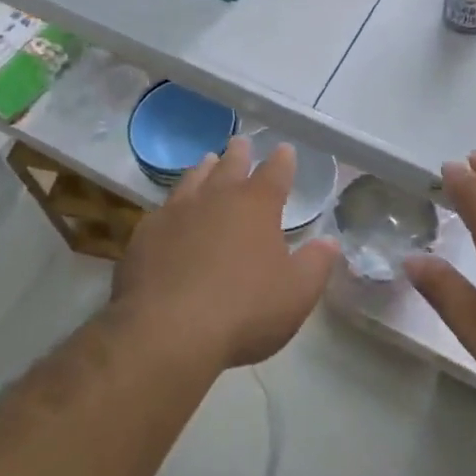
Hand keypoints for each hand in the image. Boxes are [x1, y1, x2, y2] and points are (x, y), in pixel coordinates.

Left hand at [115, 135, 338, 369]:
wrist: (167, 331)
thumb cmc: (244, 311)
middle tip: (241, 143)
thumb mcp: (296, 294)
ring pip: (193, 179)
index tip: (284, 149)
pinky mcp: (146, 234)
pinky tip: (170, 212)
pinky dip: (173, 204)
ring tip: (207, 162)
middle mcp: (217, 197)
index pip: (275, 173)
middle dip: (240, 154)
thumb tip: (330, 241)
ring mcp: (177, 212)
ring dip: (204, 169)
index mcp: (256, 205)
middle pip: (230, 166)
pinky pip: (163, 209)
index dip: (282, 161)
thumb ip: (316, 264)